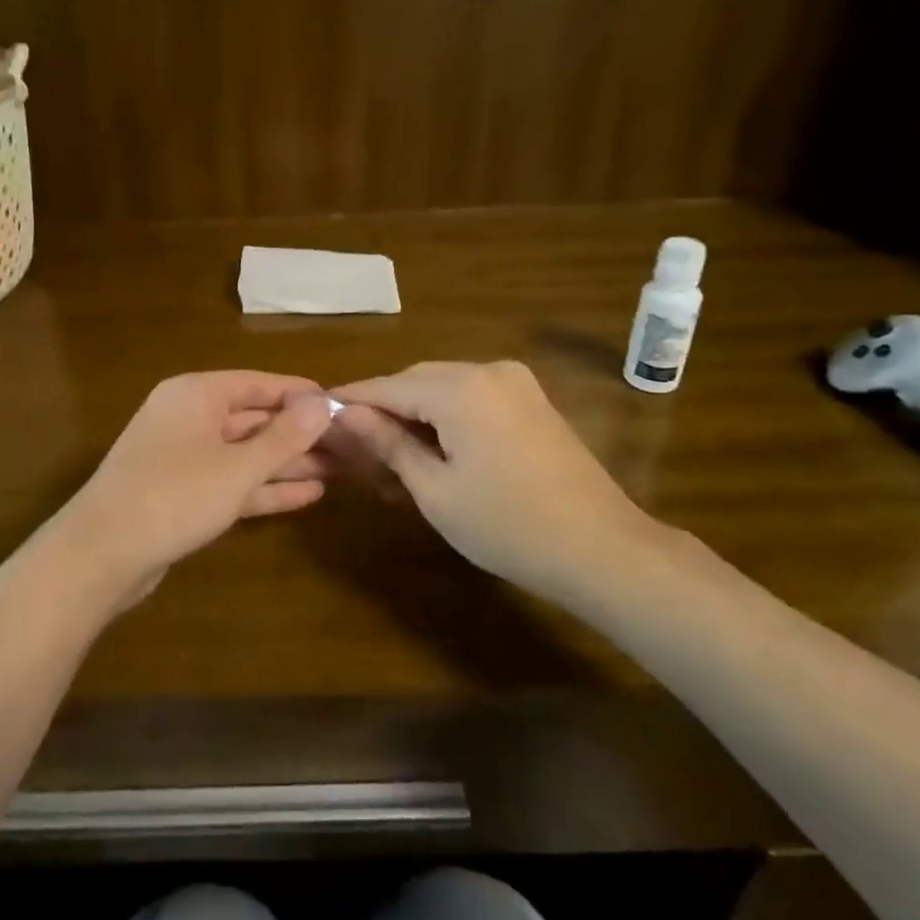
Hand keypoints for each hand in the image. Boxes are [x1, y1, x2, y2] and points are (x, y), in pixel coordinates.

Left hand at [43, 372, 334, 603]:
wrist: (101, 555)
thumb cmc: (174, 496)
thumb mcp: (237, 466)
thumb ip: (284, 436)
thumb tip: (322, 402)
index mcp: (196, 395)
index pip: (259, 384)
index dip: (301, 395)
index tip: (343, 406)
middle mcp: (189, 418)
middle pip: (254, 419)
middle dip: (300, 435)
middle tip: (351, 445)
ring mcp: (184, 458)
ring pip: (246, 454)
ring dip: (289, 464)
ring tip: (340, 470)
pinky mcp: (183, 495)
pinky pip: (232, 483)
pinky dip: (266, 488)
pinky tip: (308, 496)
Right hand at [332, 361, 670, 596]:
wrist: (602, 549)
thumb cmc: (507, 525)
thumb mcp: (434, 490)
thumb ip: (388, 443)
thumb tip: (345, 414)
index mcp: (460, 388)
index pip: (388, 386)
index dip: (351, 400)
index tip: (317, 414)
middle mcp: (488, 370)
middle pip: (417, 382)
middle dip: (384, 409)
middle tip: (354, 447)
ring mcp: (516, 383)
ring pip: (444, 388)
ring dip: (415, 415)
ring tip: (391, 457)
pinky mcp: (531, 401)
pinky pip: (472, 398)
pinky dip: (446, 418)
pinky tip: (434, 452)